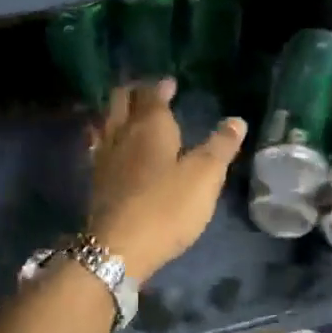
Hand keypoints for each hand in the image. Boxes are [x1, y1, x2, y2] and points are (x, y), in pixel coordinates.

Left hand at [87, 80, 246, 279]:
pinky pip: (99, 146)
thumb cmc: (167, 207)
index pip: (152, 95)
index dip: (161, 87)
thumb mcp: (205, 176)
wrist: (117, 248)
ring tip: (129, 114)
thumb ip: (220, 146)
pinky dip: (107, 137)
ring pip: (106, 122)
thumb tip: (236, 121)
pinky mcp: (95, 182)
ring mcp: (104, 158)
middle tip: (147, 92)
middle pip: (120, 101)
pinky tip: (112, 148)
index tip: (170, 83)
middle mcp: (122, 134)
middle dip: (134, 92)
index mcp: (150, 126)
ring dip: (117, 112)